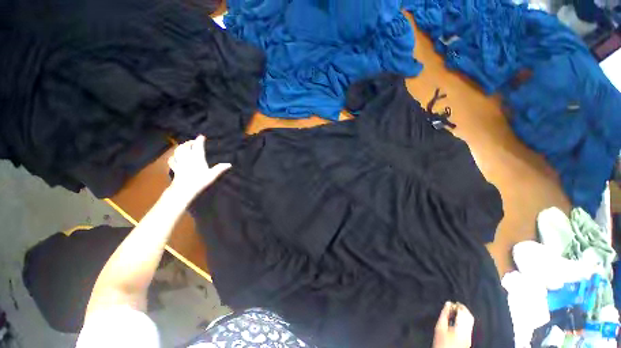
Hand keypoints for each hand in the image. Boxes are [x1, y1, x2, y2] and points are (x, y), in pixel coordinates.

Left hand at [167, 135, 230, 197]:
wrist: (183, 189)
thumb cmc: (199, 181)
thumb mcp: (212, 175)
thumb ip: (220, 168)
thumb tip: (229, 164)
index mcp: (197, 158)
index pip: (198, 146)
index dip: (199, 140)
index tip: (201, 136)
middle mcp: (187, 158)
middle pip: (186, 146)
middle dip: (189, 142)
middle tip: (193, 141)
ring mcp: (180, 162)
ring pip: (178, 151)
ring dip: (180, 147)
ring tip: (183, 146)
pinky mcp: (175, 168)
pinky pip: (172, 160)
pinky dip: (173, 157)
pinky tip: (174, 158)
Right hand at [432, 302, 474, 347]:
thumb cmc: (441, 341)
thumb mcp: (440, 326)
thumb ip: (444, 313)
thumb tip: (448, 303)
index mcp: (462, 328)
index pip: (463, 312)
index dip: (457, 305)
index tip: (451, 303)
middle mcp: (468, 332)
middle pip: (469, 316)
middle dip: (462, 309)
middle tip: (454, 305)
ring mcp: (469, 337)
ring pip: (470, 321)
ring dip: (463, 314)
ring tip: (454, 311)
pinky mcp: (468, 339)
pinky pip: (468, 326)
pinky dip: (464, 320)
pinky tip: (456, 320)